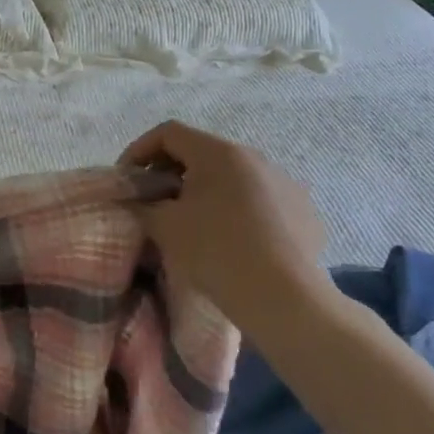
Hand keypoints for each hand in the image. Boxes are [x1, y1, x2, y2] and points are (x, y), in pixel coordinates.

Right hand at [120, 121, 332, 338]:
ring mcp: (286, 184)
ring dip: (206, 191)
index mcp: (219, 153)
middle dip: (172, 172)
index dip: (139, 151)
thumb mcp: (164, 226)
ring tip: (194, 222)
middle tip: (155, 202)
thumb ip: (142, 204)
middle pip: (201, 152)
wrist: (285, 300)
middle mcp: (256, 158)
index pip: (169, 133)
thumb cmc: (216, 252)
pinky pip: (260, 200)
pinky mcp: (305, 212)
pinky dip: (238, 210)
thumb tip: (136, 200)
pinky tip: (233, 240)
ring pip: (233, 177)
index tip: (128, 180)